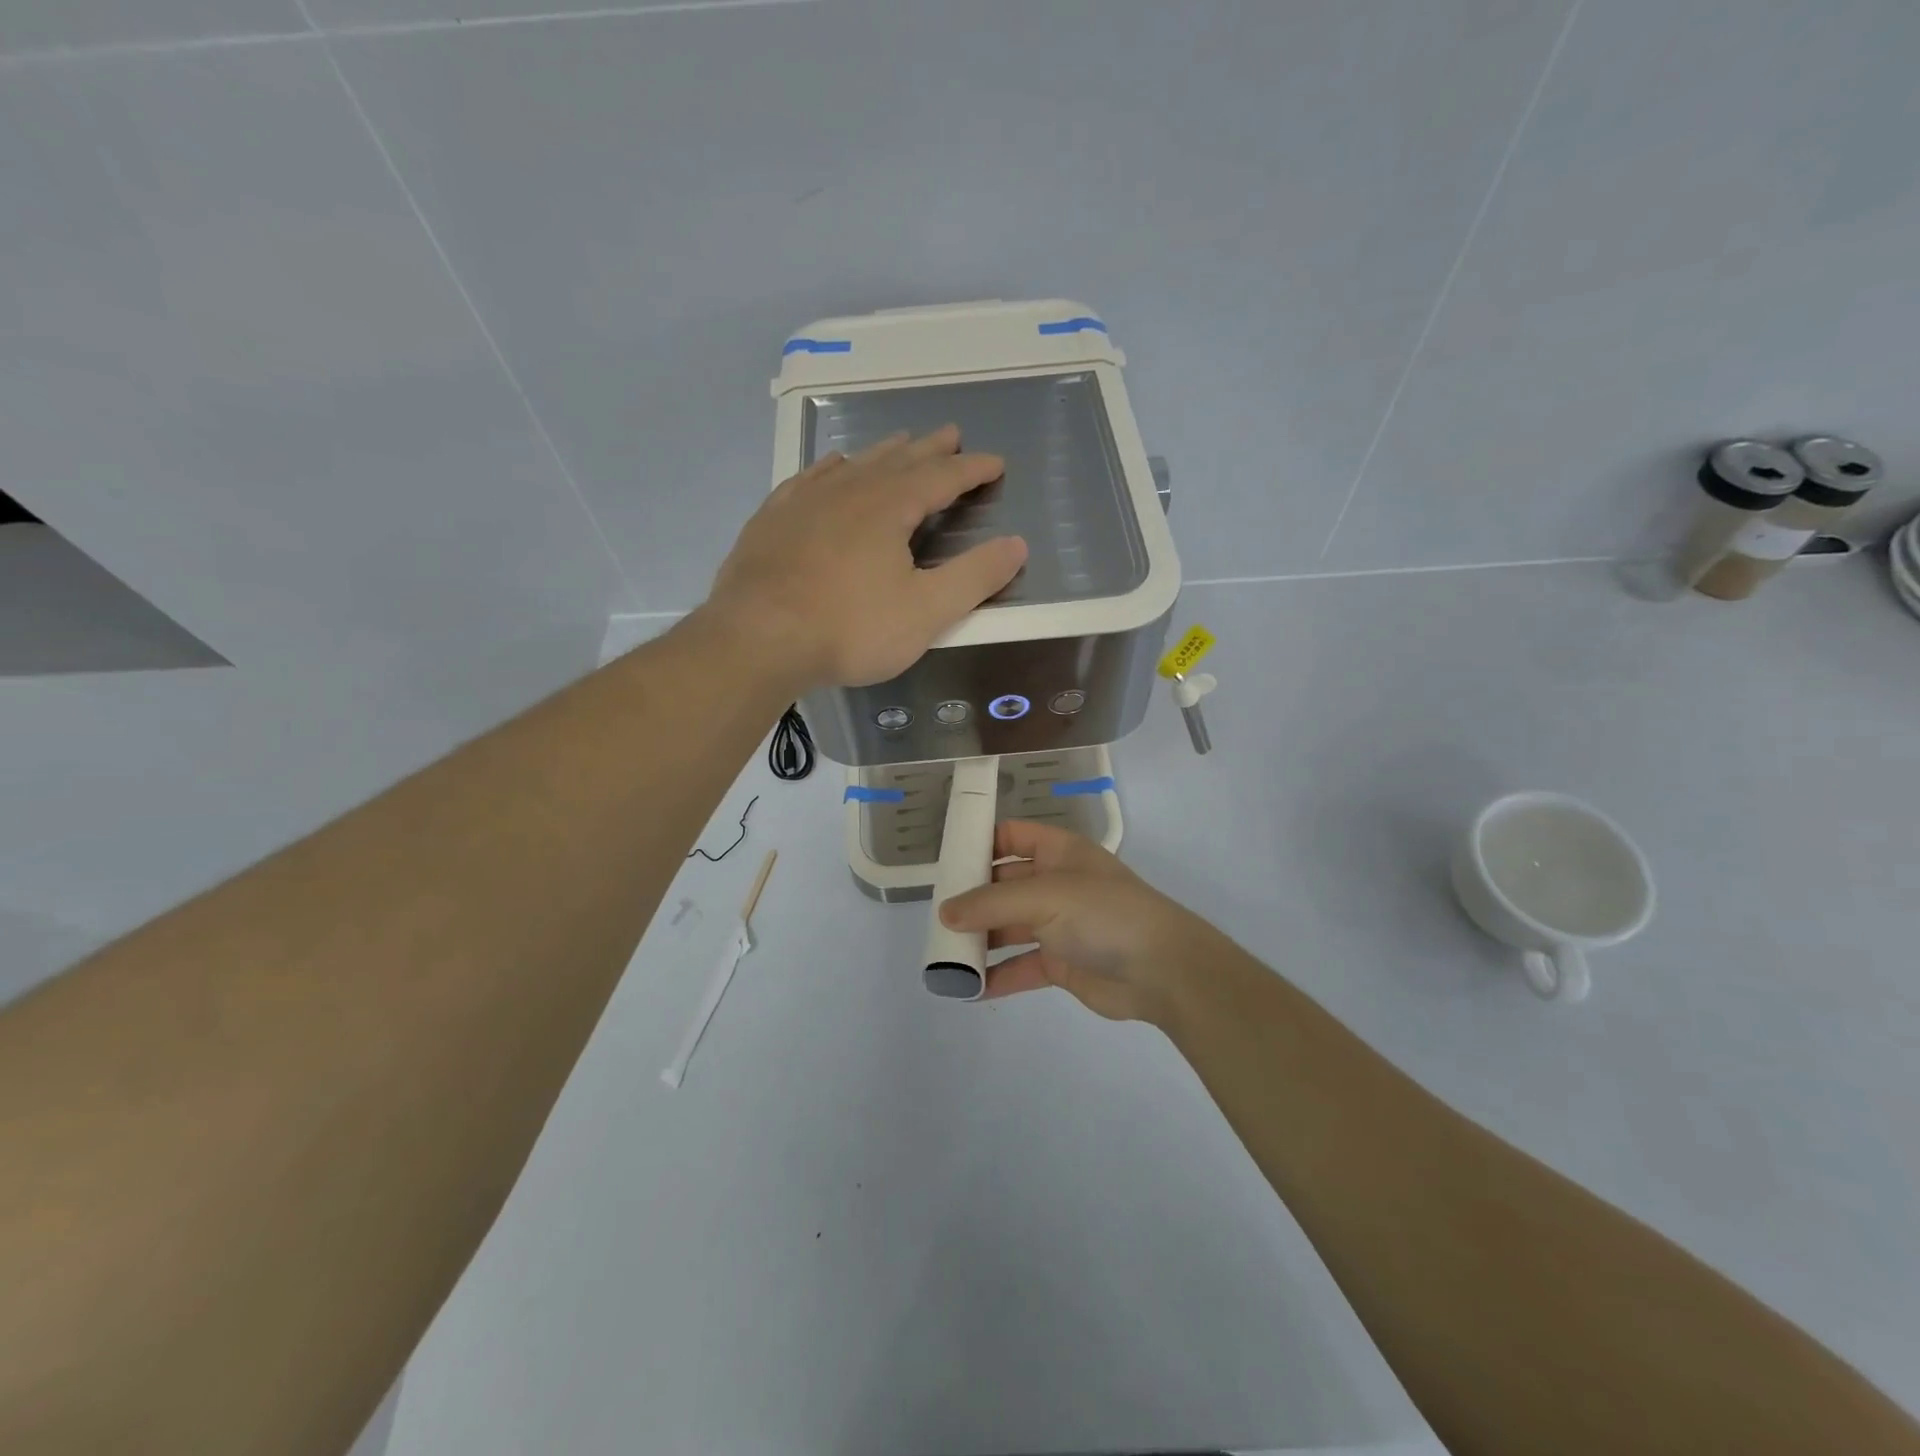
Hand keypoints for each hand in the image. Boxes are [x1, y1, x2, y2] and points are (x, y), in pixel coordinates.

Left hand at [705, 425, 1027, 690]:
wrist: (757, 639)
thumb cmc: (850, 628)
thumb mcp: (926, 611)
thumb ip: (975, 577)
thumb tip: (1017, 544)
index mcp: (890, 507)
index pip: (942, 477)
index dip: (972, 470)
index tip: (995, 463)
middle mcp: (849, 490)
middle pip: (899, 460)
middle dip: (930, 449)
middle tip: (951, 434)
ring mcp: (805, 500)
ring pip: (854, 464)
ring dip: (883, 453)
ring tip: (900, 442)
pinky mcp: (772, 519)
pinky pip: (809, 479)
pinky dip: (831, 469)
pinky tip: (832, 468)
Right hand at [938, 821, 1216, 1025]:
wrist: (1163, 970)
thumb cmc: (1104, 914)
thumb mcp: (1046, 896)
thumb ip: (992, 903)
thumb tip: (945, 912)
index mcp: (1058, 852)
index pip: (1012, 836)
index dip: (981, 842)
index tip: (945, 860)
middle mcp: (1056, 884)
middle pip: (1004, 884)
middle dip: (972, 898)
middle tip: (935, 914)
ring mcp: (1059, 925)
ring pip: (1008, 927)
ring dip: (980, 939)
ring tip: (943, 953)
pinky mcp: (1061, 963)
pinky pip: (1020, 966)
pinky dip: (996, 975)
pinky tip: (966, 987)